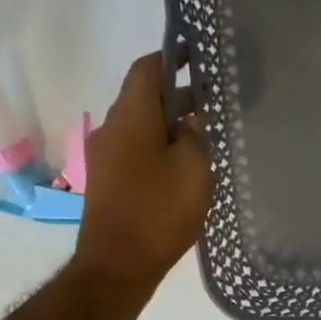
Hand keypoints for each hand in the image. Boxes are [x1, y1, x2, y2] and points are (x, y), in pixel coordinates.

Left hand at [71, 54, 211, 293]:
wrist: (118, 264)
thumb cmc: (159, 211)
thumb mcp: (193, 169)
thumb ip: (196, 134)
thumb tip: (194, 114)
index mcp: (131, 117)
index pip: (147, 69)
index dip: (171, 57)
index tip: (198, 54)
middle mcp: (112, 128)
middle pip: (144, 97)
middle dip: (177, 93)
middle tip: (214, 100)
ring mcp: (105, 155)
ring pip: (141, 124)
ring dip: (170, 122)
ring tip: (205, 134)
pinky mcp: (108, 180)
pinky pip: (136, 148)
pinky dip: (160, 144)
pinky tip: (185, 164)